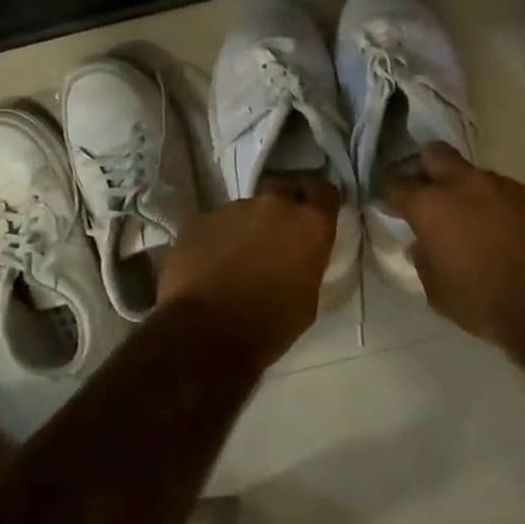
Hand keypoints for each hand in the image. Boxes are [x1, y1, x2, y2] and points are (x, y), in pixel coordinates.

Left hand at [156, 174, 340, 351]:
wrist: (206, 335)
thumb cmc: (270, 324)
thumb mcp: (308, 299)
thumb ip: (308, 264)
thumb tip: (299, 258)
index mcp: (309, 223)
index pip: (325, 192)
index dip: (320, 202)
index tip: (316, 216)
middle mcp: (274, 205)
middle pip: (283, 188)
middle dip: (283, 205)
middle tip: (277, 235)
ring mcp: (232, 209)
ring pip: (245, 209)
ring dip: (247, 227)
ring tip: (237, 258)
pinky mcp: (198, 220)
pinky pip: (214, 225)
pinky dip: (216, 240)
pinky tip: (209, 267)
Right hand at [386, 145, 524, 342]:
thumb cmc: (485, 303)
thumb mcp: (438, 293)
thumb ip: (424, 261)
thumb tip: (420, 244)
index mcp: (432, 206)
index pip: (397, 183)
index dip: (389, 189)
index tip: (389, 197)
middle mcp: (464, 185)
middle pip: (436, 154)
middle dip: (425, 165)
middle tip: (427, 190)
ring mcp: (503, 185)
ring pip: (474, 175)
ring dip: (467, 191)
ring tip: (473, 222)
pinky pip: (506, 193)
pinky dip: (498, 206)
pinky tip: (506, 233)